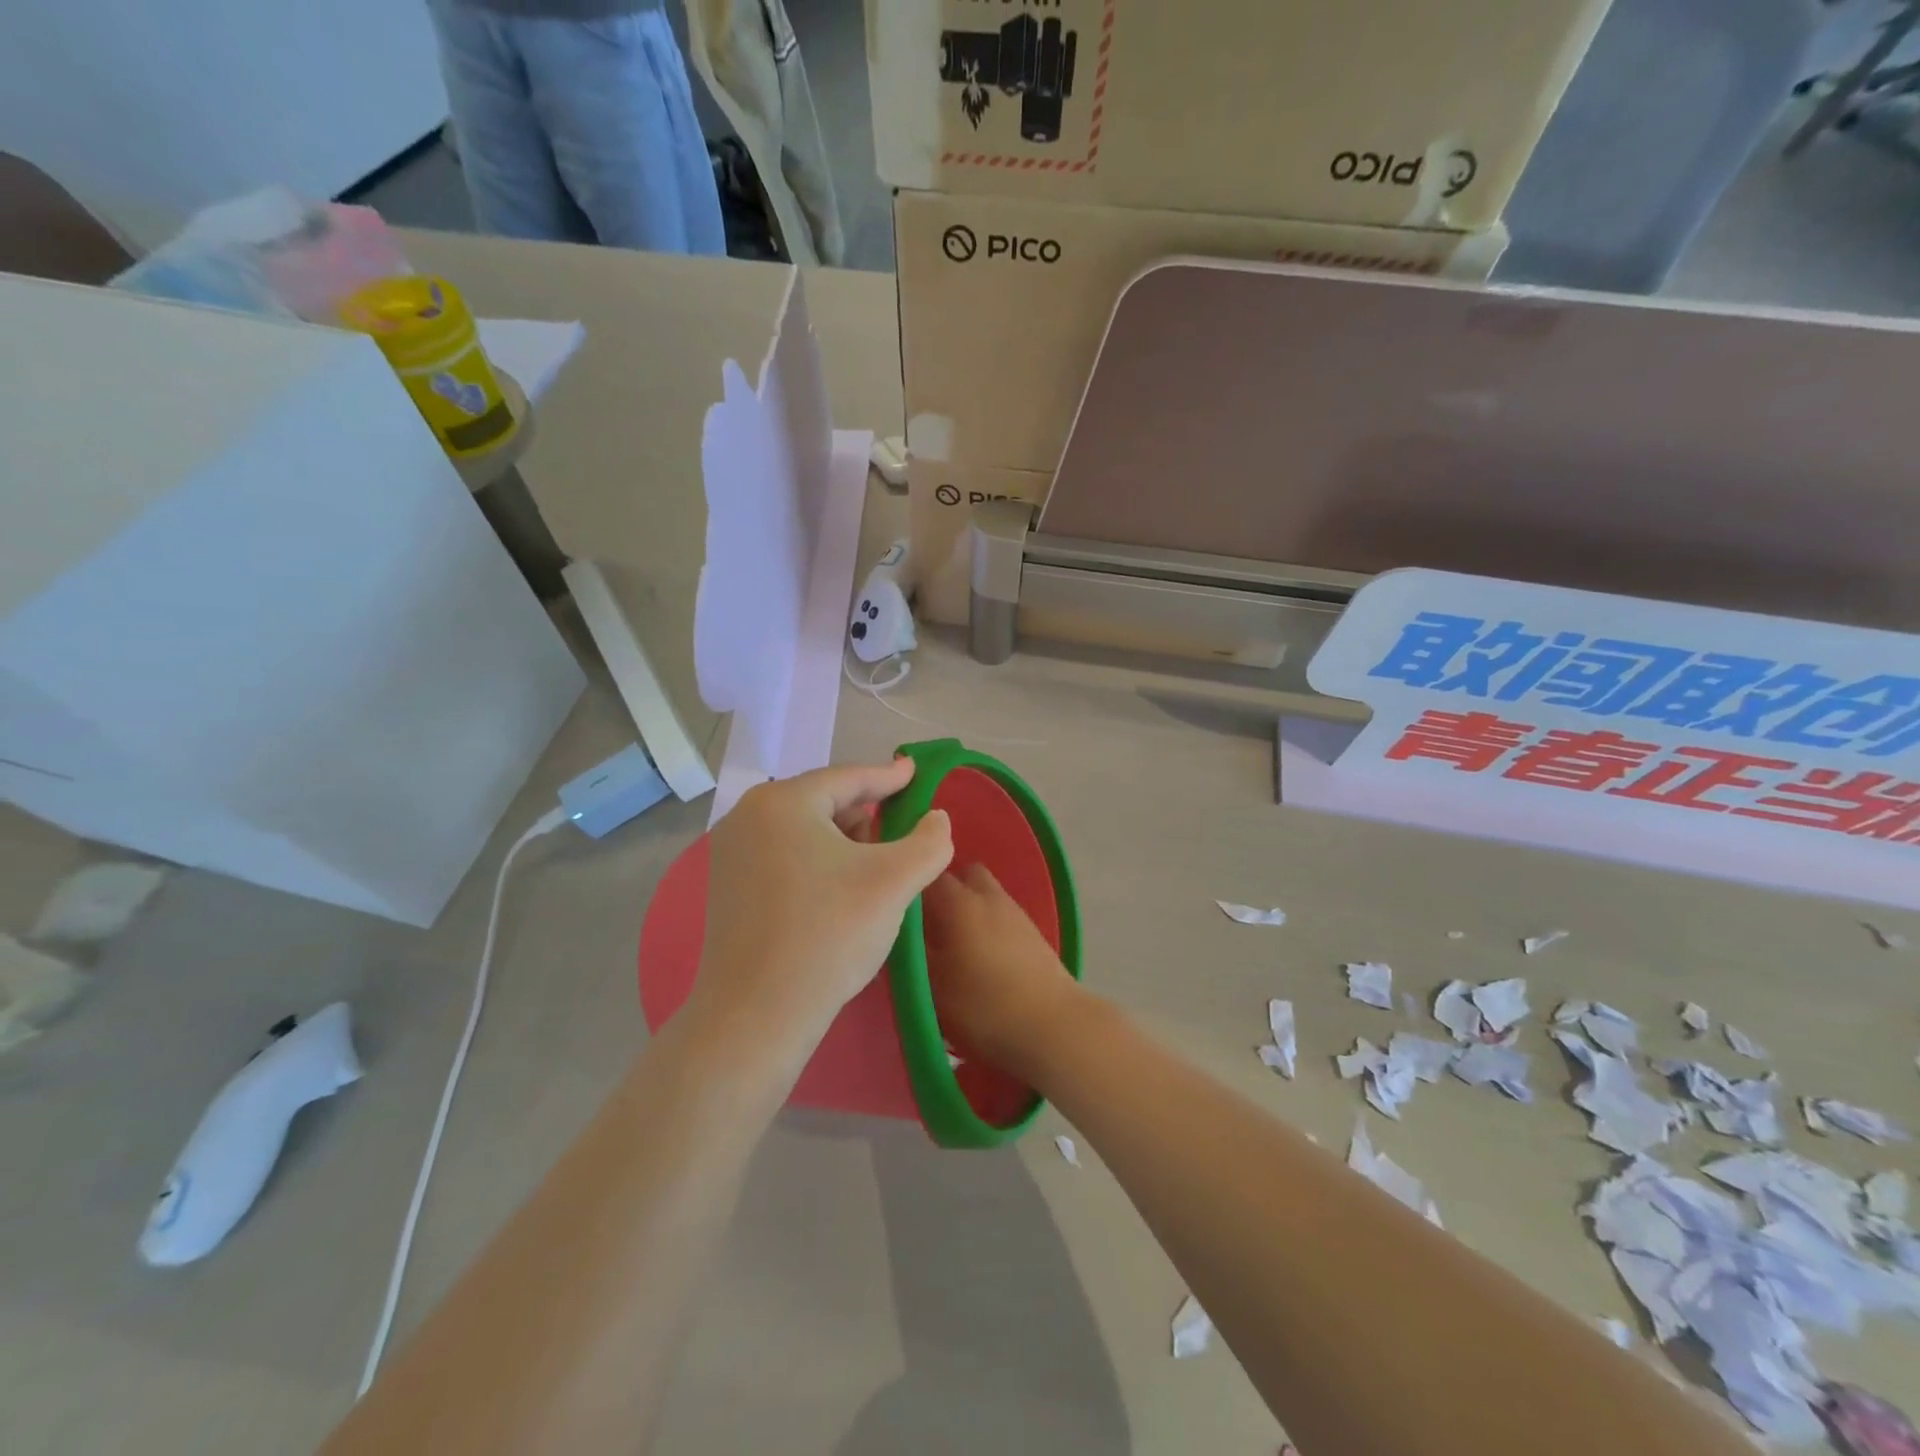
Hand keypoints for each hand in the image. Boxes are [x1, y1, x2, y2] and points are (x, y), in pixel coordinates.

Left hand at [694, 759, 952, 1053]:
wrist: (757, 1015)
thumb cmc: (829, 935)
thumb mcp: (894, 882)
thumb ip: (929, 841)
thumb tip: (936, 818)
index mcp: (782, 802)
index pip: (848, 777)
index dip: (889, 777)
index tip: (915, 772)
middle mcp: (747, 816)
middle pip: (823, 801)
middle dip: (865, 815)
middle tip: (899, 834)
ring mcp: (730, 853)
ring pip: (803, 830)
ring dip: (843, 841)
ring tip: (873, 867)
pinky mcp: (727, 887)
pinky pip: (783, 856)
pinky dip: (817, 862)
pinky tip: (838, 891)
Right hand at [921, 863, 1087, 1084]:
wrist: (1053, 1027)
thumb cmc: (983, 1007)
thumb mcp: (931, 986)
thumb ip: (913, 952)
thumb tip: (901, 931)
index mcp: (959, 903)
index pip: (928, 875)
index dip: (911, 888)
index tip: (896, 909)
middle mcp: (988, 897)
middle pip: (963, 875)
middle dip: (945, 892)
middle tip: (928, 924)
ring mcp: (1016, 913)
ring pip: (986, 895)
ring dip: (969, 909)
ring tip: (955, 943)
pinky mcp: (1033, 934)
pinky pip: (1002, 916)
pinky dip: (989, 926)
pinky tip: (983, 957)